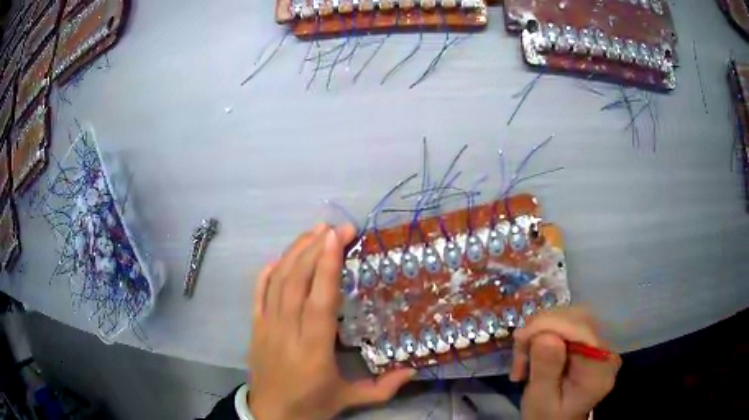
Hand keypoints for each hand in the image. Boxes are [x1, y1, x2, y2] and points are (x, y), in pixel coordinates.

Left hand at [247, 224, 415, 419]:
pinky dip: (268, 271)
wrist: (270, 415)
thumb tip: (414, 370)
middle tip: (335, 228)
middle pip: (296, 281)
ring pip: (277, 281)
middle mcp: (286, 331)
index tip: (336, 236)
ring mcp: (266, 326)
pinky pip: (258, 292)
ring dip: (294, 252)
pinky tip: (282, 257)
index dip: (326, 265)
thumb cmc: (311, 405)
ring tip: (314, 232)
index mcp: (313, 349)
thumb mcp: (349, 399)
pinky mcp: (255, 326)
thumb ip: (383, 387)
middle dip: (315, 248)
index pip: (319, 300)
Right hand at [510, 307, 620, 419]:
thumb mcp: (540, 400)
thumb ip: (546, 371)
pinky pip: (569, 322)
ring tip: (523, 356)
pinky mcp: (590, 340)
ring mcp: (600, 343)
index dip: (551, 325)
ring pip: (571, 315)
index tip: (520, 338)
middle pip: (578, 318)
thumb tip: (546, 335)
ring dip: (541, 330)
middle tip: (518, 349)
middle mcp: (607, 350)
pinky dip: (546, 331)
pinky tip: (534, 349)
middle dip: (543, 327)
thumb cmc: (546, 416)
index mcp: (599, 369)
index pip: (582, 330)